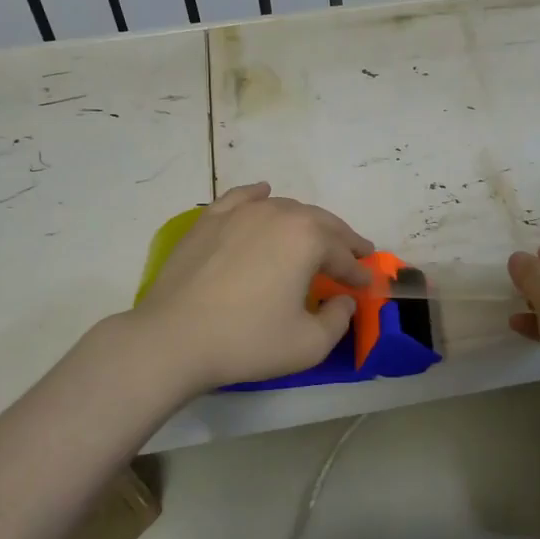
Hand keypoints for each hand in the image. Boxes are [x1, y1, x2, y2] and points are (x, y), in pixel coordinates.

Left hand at [133, 182, 373, 393]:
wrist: (173, 339)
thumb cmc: (247, 341)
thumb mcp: (308, 344)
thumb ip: (338, 320)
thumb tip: (343, 300)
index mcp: (307, 239)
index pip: (342, 255)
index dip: (358, 272)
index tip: (366, 285)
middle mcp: (278, 214)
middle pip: (320, 223)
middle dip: (341, 240)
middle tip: (356, 254)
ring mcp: (240, 212)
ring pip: (285, 208)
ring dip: (306, 222)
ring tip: (315, 237)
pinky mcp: (209, 220)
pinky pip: (242, 198)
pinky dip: (259, 196)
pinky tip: (264, 194)